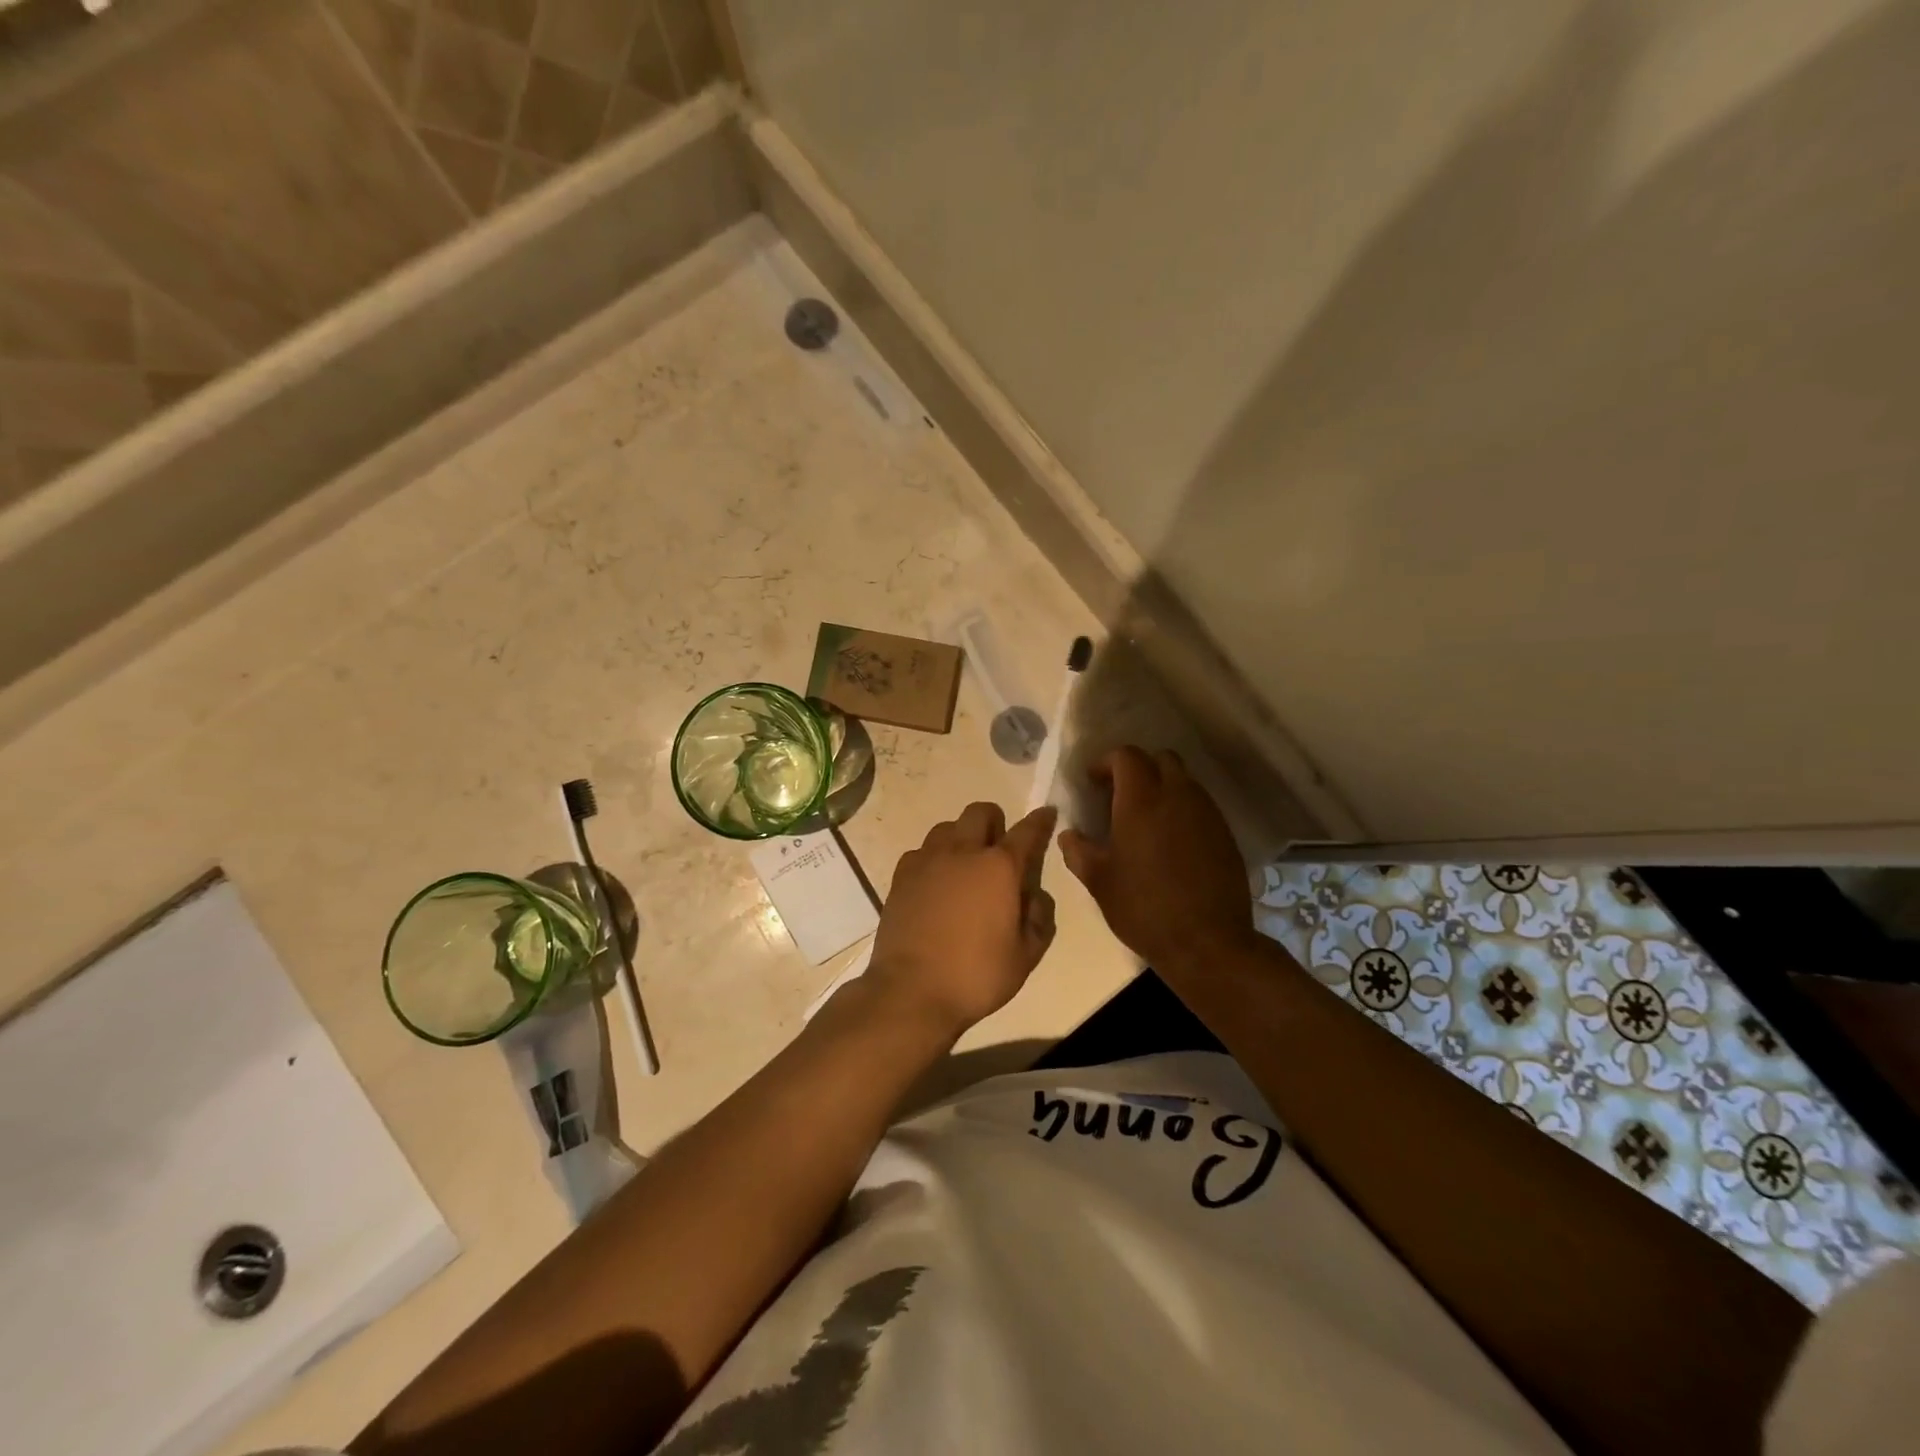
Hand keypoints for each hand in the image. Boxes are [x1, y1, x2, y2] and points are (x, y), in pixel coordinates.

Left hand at [866, 802, 1058, 1035]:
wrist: (911, 990)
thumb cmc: (976, 975)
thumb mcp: (1026, 956)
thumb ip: (1039, 918)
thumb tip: (1033, 895)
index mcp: (999, 868)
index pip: (1027, 832)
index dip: (1040, 821)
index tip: (1047, 814)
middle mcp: (963, 852)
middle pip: (980, 813)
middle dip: (995, 821)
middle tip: (998, 849)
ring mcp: (927, 861)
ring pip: (947, 827)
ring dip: (961, 837)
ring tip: (965, 866)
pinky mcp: (901, 876)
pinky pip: (921, 851)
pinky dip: (933, 859)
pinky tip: (936, 884)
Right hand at [1059, 746, 1256, 973]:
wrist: (1208, 943)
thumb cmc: (1144, 908)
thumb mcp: (1099, 881)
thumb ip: (1078, 851)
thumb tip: (1070, 834)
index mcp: (1142, 800)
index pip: (1126, 756)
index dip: (1106, 762)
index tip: (1093, 783)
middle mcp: (1178, 795)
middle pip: (1160, 759)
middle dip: (1137, 768)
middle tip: (1119, 795)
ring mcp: (1207, 813)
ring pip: (1183, 780)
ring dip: (1162, 787)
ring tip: (1144, 820)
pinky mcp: (1225, 833)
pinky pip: (1200, 805)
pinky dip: (1181, 809)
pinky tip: (1170, 841)